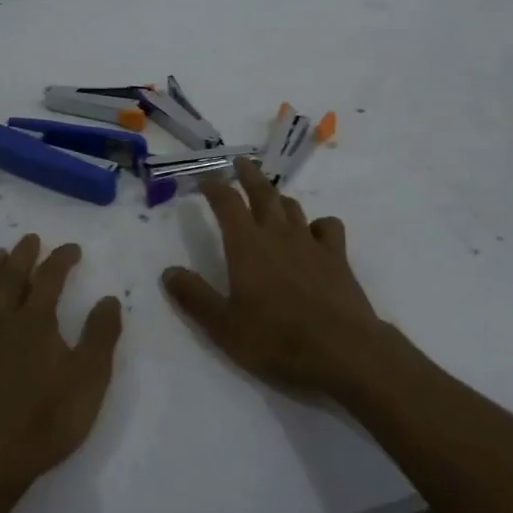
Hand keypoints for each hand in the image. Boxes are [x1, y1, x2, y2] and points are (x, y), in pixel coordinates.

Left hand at [0, 234, 122, 495]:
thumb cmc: (43, 422)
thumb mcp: (89, 381)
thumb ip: (100, 336)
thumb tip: (108, 298)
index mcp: (36, 323)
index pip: (50, 278)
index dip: (61, 259)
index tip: (72, 249)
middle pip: (11, 278)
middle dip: (23, 255)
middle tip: (29, 239)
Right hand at [161, 158, 385, 397]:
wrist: (343, 350)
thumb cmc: (277, 339)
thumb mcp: (224, 326)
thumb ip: (194, 297)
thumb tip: (168, 272)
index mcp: (246, 245)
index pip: (227, 202)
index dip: (215, 187)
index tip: (205, 180)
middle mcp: (277, 234)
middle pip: (262, 192)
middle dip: (248, 175)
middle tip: (240, 162)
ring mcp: (310, 242)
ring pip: (292, 207)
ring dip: (277, 198)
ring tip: (270, 197)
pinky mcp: (337, 257)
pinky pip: (327, 226)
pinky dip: (317, 224)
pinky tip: (314, 233)